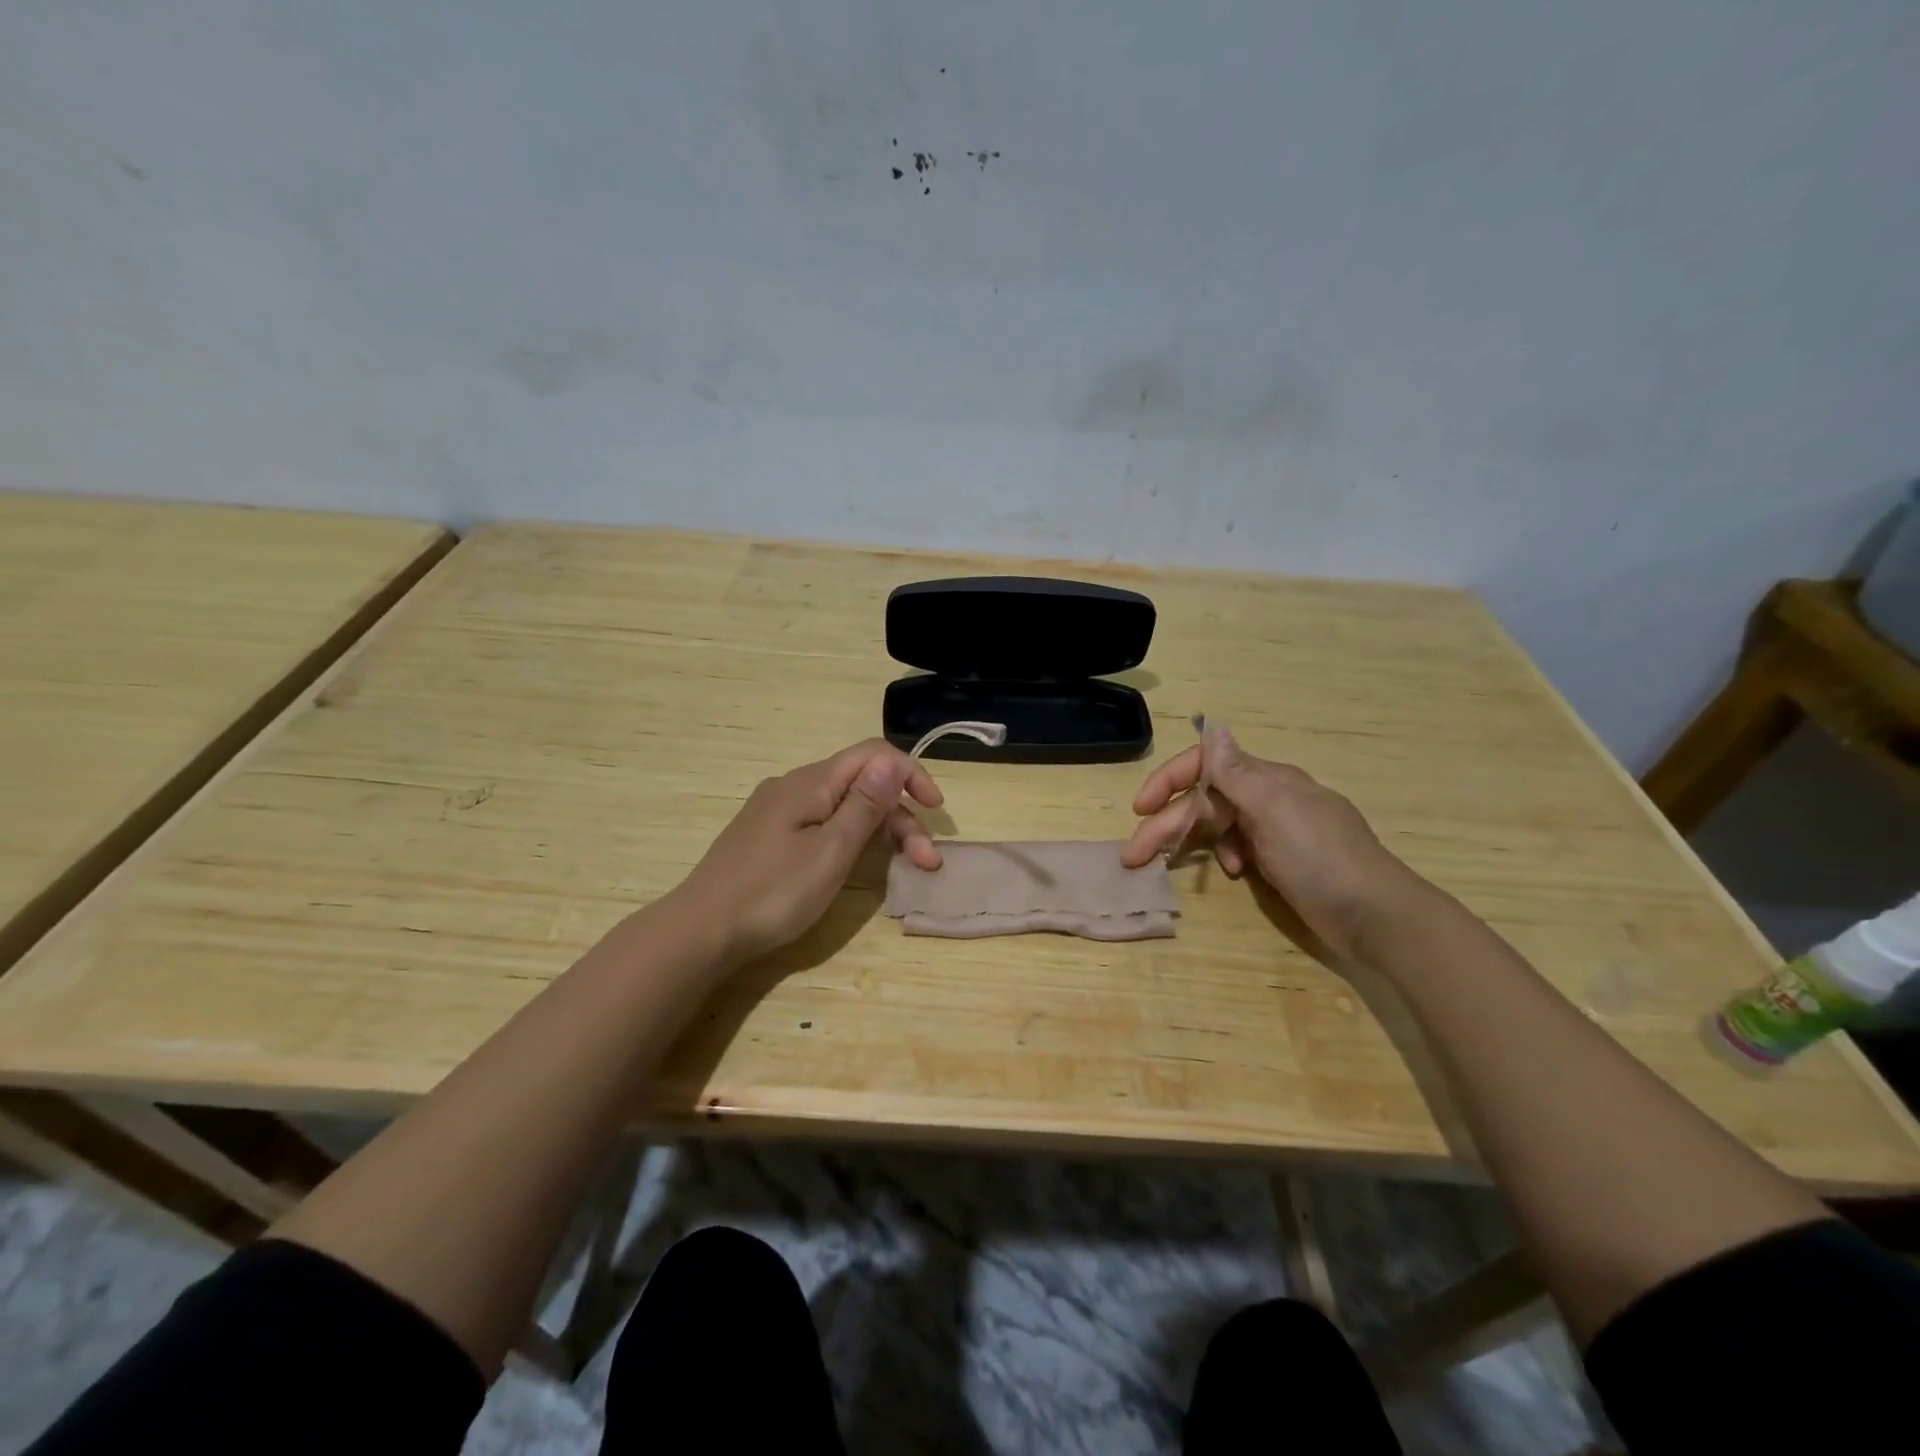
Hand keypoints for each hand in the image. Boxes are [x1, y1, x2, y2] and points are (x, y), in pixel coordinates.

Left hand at [674, 739, 943, 965]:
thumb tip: (891, 760)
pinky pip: (823, 824)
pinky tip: (857, 863)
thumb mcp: (830, 851)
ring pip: (843, 807)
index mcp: (810, 782)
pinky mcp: (769, 837)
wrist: (700, 932)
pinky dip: (851, 839)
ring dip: (879, 831)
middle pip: (861, 784)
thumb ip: (864, 804)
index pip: (873, 755)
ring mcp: (778, 812)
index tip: (936, 808)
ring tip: (903, 868)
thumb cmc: (772, 893)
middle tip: (925, 861)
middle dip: (900, 816)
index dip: (910, 774)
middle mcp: (794, 786)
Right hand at [1120, 729, 1426, 960]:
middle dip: (1167, 824)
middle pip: (1205, 801)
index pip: (1206, 765)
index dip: (1169, 781)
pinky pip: (1239, 847)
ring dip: (1190, 840)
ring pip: (1218, 825)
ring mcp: (1277, 830)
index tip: (1141, 808)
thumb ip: (1237, 772)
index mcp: (1267, 779)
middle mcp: (1269, 798)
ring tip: (1165, 866)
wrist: (1377, 917)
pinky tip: (1230, 872)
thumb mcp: (1275, 810)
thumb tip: (1212, 724)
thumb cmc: (1321, 859)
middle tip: (1134, 856)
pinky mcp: (1283, 860)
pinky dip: (1224, 855)